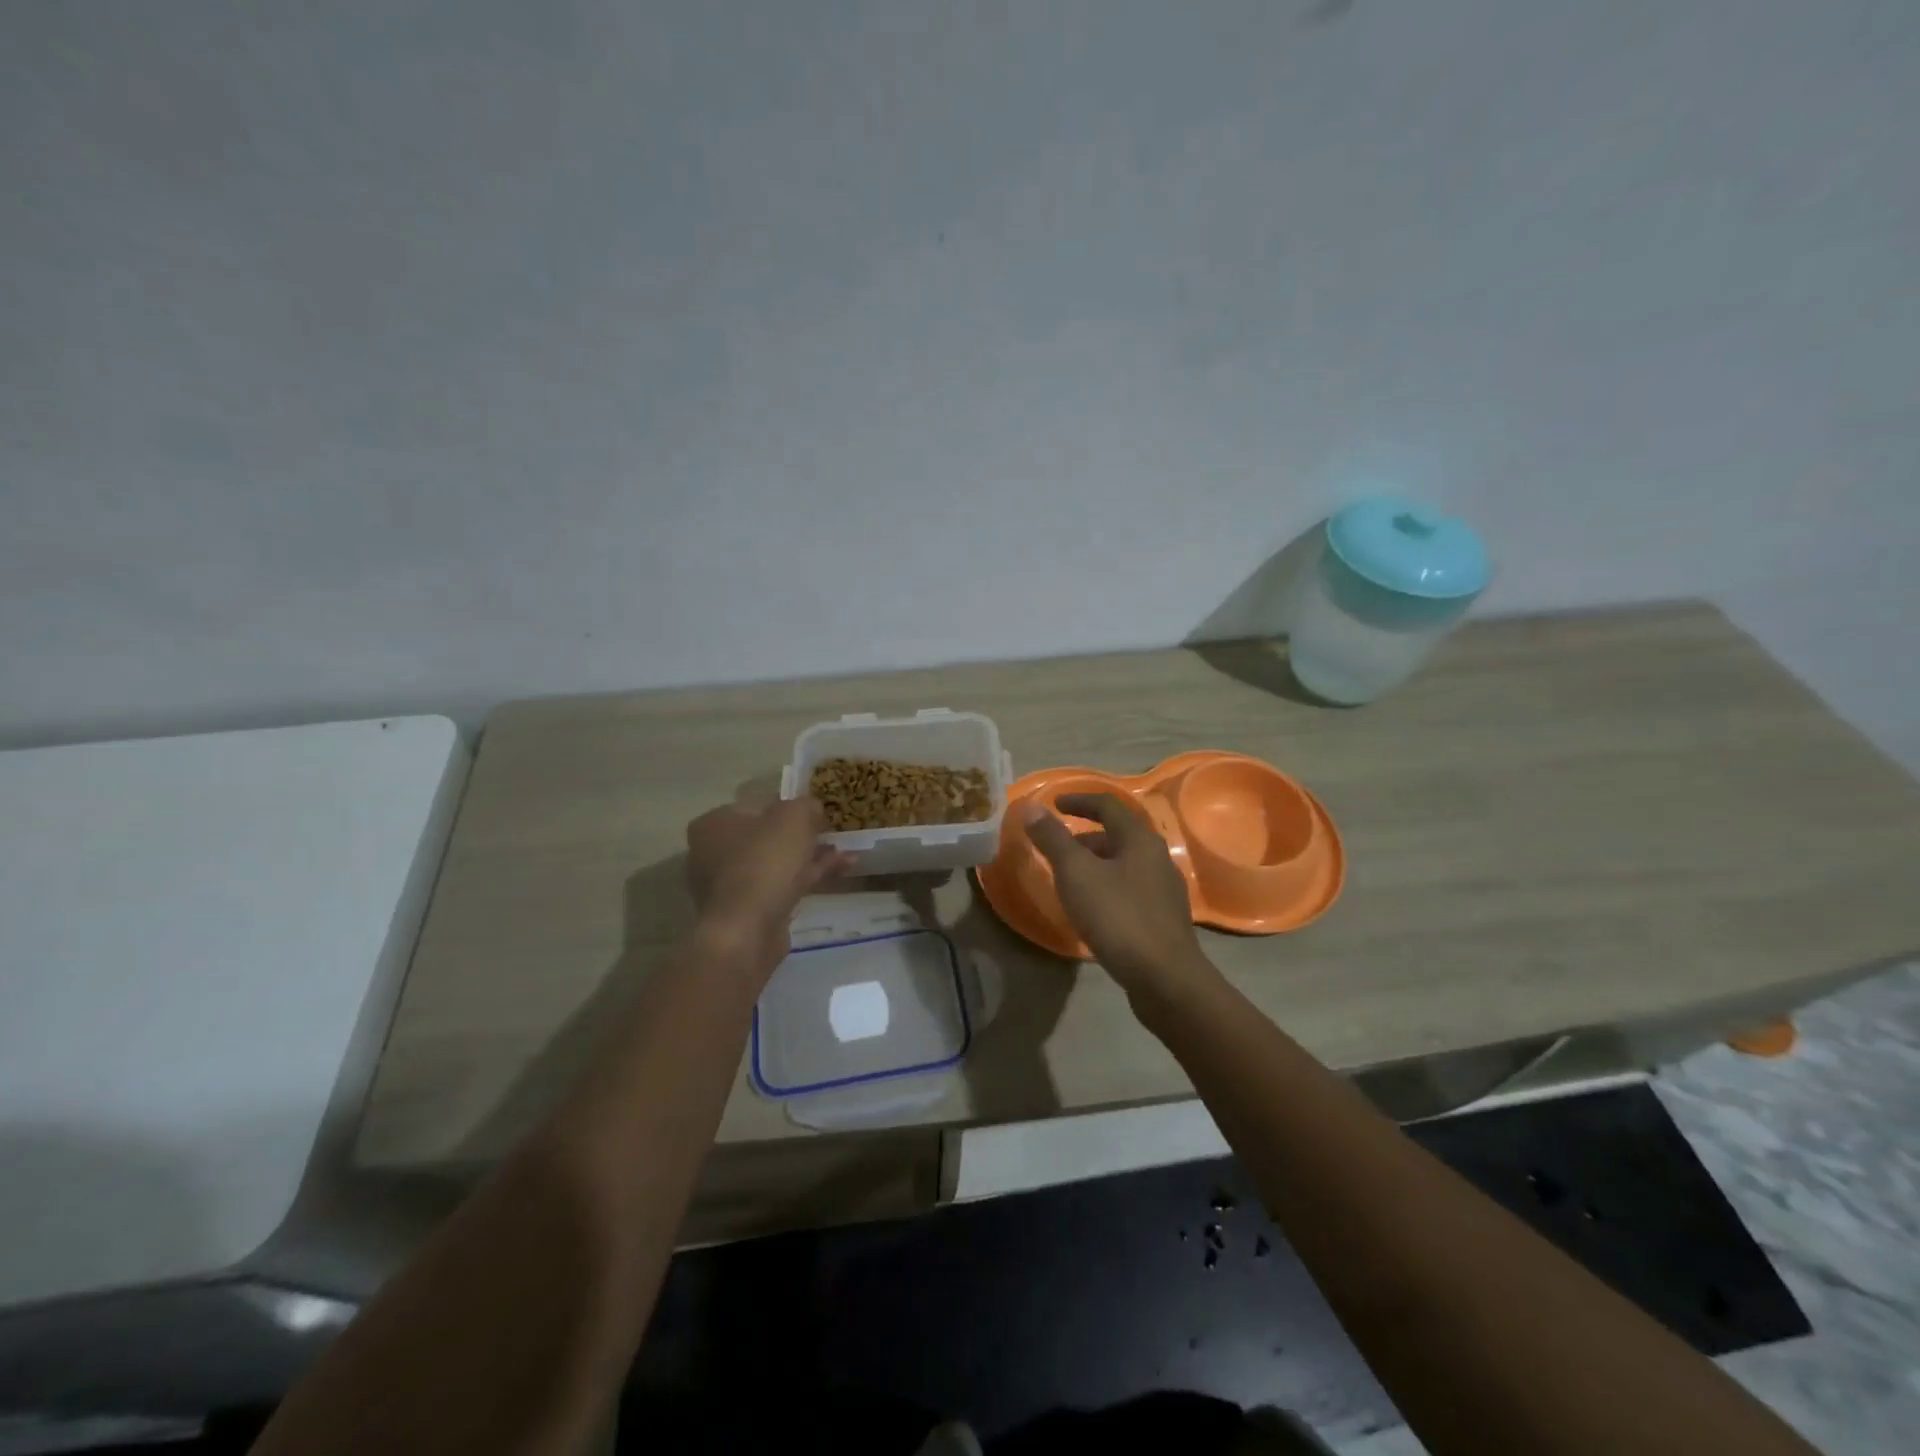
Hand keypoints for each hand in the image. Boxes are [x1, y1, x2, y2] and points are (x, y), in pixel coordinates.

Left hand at [686, 798, 850, 973]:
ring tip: (846, 854)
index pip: (756, 805)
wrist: (748, 931)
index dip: (790, 806)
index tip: (817, 812)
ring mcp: (728, 886)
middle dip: (803, 835)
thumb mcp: (794, 818)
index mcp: (713, 824)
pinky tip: (840, 872)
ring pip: (776, 863)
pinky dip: (806, 878)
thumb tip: (812, 808)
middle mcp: (712, 853)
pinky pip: (780, 886)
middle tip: (830, 833)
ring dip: (811, 857)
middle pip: (766, 836)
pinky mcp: (746, 912)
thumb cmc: (765, 863)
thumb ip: (806, 805)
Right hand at [1020, 793, 1216, 1001]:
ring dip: (1097, 864)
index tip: (1054, 804)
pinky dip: (1107, 887)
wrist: (1165, 978)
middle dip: (1085, 837)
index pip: (1108, 805)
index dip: (1079, 801)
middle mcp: (1157, 857)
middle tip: (1057, 849)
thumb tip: (1031, 807)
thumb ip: (1053, 838)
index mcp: (1139, 839)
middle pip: (1118, 835)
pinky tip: (1093, 910)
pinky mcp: (1164, 918)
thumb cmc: (1118, 917)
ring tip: (1070, 881)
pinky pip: (1130, 889)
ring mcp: (1165, 889)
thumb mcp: (1076, 874)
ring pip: (1125, 864)